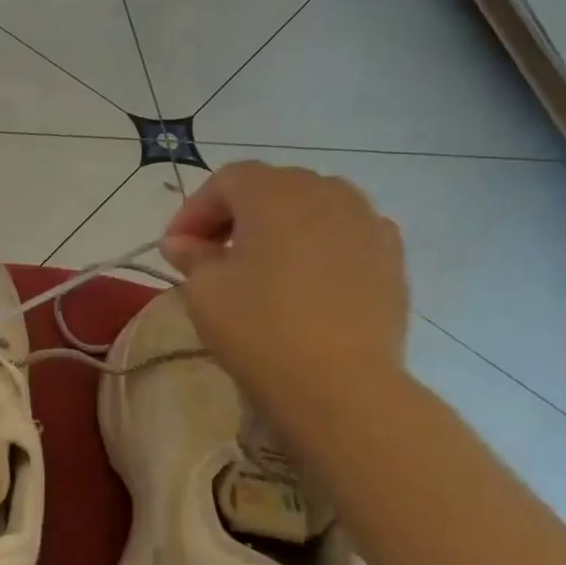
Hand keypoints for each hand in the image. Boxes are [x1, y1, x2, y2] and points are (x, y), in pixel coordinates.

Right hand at [160, 162, 407, 428]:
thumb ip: (191, 255)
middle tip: (209, 254)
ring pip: (311, 207)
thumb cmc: (258, 327)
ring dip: (277, 227)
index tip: (174, 249)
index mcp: (275, 193)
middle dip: (234, 215)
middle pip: (271, 187)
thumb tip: (181, 242)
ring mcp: (367, 221)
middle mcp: (326, 192)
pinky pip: (344, 234)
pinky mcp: (391, 256)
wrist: (340, 382)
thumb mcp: (204, 290)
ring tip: (258, 266)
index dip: (193, 211)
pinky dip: (316, 245)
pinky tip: (303, 280)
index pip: (225, 181)